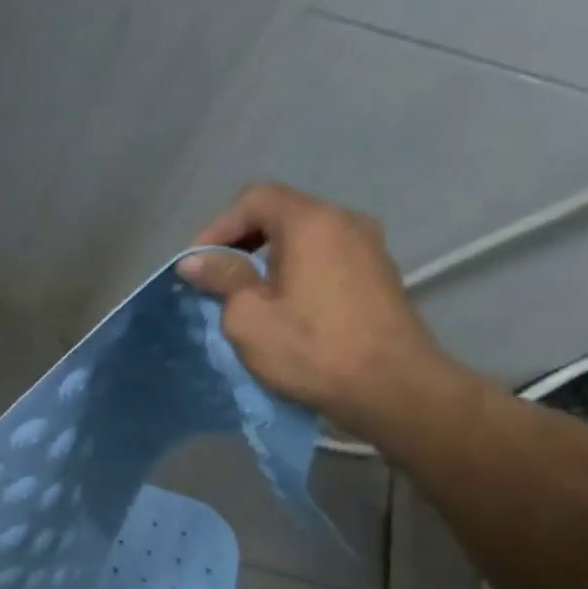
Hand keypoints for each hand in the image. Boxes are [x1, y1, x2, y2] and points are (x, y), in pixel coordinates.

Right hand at [175, 183, 462, 436]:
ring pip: (304, 238)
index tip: (196, 264)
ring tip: (244, 295)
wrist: (392, 389)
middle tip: (214, 279)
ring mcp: (368, 247)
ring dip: (267, 259)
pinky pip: (324, 258)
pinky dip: (295, 271)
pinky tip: (282, 306)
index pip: (254, 199)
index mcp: (312, 222)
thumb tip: (195, 260)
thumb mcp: (248, 316)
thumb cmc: (311, 348)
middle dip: (240, 242)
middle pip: (281, 214)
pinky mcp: (378, 275)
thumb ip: (221, 278)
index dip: (217, 226)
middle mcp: (345, 221)